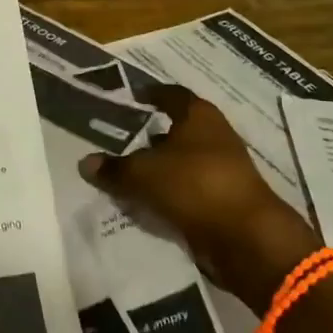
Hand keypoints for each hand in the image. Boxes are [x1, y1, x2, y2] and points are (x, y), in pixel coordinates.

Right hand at [76, 85, 319, 300]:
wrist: (247, 239)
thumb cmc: (194, 186)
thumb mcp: (143, 174)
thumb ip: (114, 168)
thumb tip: (85, 162)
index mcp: (199, 115)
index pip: (172, 94)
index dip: (152, 94)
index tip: (133, 97)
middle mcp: (215, 136)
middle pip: (179, 128)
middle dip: (152, 134)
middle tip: (122, 139)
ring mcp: (224, 169)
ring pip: (184, 161)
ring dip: (161, 167)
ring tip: (130, 174)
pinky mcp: (226, 199)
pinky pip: (190, 189)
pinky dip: (171, 192)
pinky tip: (149, 202)